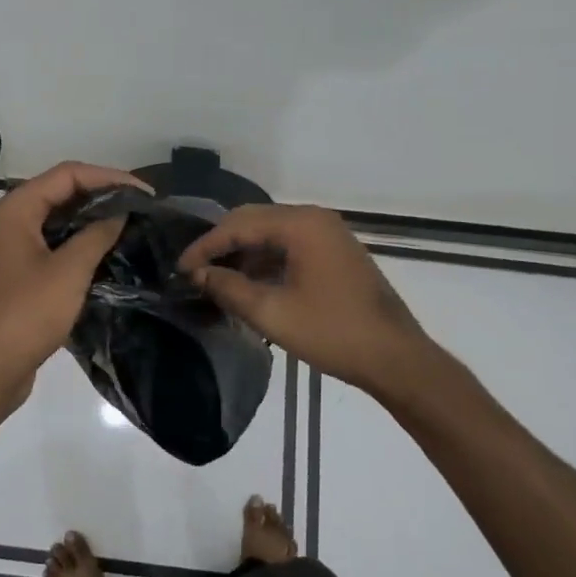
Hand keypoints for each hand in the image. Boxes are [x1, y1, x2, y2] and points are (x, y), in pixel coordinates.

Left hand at [0, 161, 148, 414]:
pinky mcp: (19, 277)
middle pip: (62, 194)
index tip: (145, 193)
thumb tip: (120, 212)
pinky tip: (108, 259)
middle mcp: (11, 222)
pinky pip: (54, 249)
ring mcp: (13, 250)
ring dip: (93, 223)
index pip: (68, 174)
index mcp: (17, 210)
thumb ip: (97, 235)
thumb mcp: (68, 272)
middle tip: (142, 210)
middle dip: (102, 197)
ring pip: (59, 223)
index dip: (109, 177)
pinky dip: (80, 248)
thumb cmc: (25, 315)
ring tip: (132, 230)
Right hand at [178, 204, 449, 404]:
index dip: (205, 246)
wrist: (396, 358)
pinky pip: (289, 246)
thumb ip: (228, 288)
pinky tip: (248, 284)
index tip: (179, 269)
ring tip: (215, 281)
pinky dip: (265, 261)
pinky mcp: (334, 253)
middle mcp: (314, 219)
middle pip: (254, 221)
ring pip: (271, 234)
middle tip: (194, 271)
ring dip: (243, 254)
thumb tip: (198, 274)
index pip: (239, 224)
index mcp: (301, 224)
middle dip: (222, 245)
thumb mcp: (271, 313)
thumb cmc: (333, 333)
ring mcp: (328, 234)